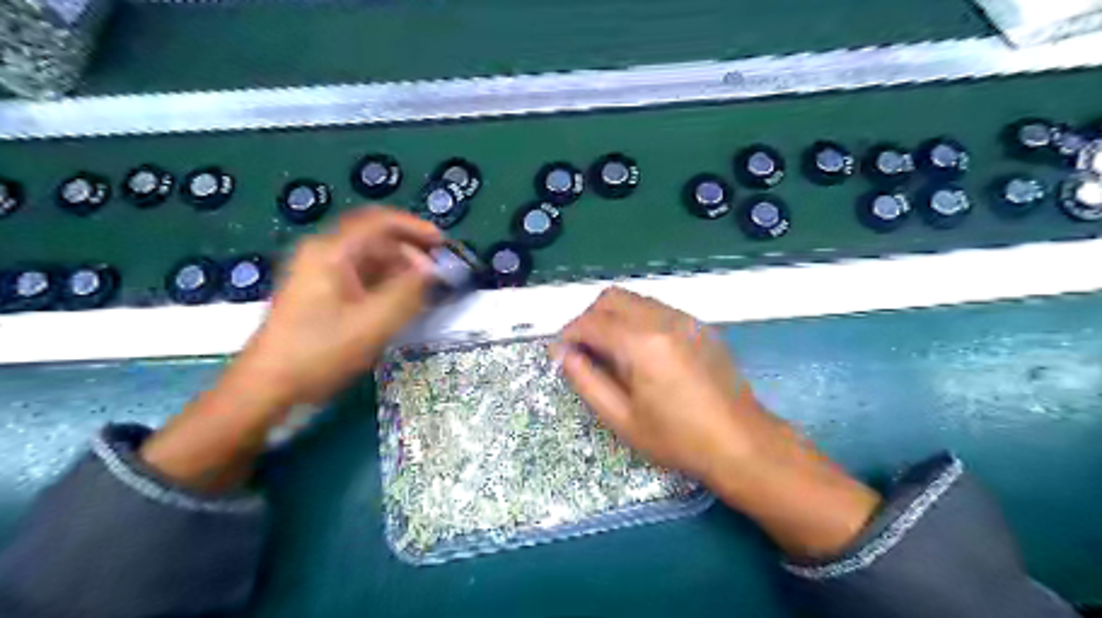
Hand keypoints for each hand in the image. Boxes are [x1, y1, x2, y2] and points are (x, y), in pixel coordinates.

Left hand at [140, 208, 441, 491]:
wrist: (267, 389)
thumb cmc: (320, 352)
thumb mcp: (373, 323)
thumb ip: (410, 292)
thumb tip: (433, 270)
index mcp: (331, 252)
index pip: (379, 221)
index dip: (415, 227)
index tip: (444, 244)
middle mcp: (323, 255)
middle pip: (374, 239)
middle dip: (411, 251)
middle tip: (438, 273)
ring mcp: (319, 275)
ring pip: (369, 260)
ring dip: (400, 269)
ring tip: (425, 290)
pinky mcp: (321, 296)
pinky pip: (361, 278)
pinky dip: (386, 284)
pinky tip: (402, 303)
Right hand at [556, 286, 767, 481]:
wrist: (741, 442)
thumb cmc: (678, 439)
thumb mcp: (622, 418)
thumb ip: (587, 381)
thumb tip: (564, 355)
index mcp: (641, 343)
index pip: (591, 322)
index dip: (568, 335)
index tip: (558, 354)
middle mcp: (663, 319)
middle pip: (611, 298)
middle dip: (588, 319)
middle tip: (582, 351)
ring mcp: (684, 319)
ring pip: (634, 299)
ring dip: (612, 317)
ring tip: (609, 353)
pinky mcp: (698, 325)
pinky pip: (655, 309)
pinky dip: (636, 320)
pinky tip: (640, 353)